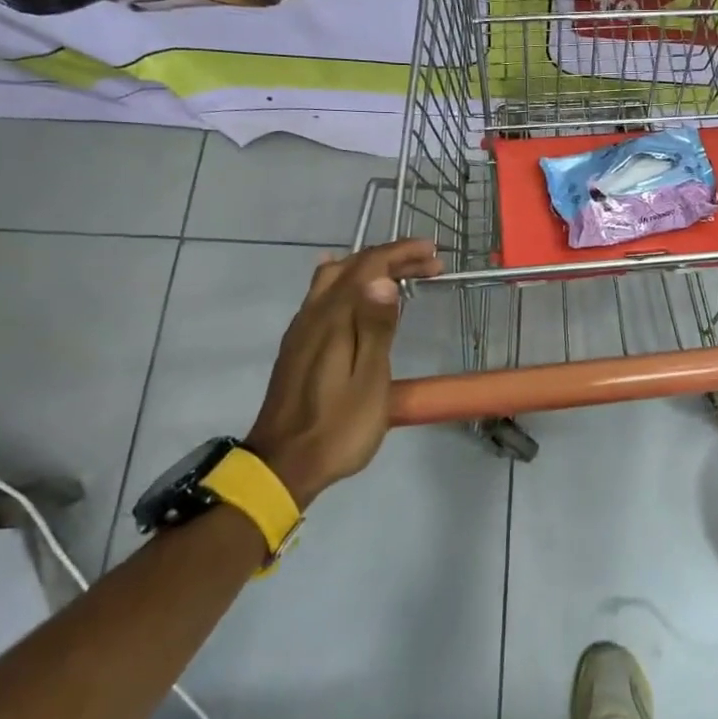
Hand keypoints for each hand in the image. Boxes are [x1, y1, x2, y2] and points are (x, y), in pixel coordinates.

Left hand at [243, 238, 442, 507]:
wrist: (283, 465)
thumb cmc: (338, 427)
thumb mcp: (369, 380)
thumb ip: (375, 327)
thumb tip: (383, 279)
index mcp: (333, 319)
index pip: (368, 266)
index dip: (401, 253)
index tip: (434, 253)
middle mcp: (313, 314)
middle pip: (351, 266)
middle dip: (391, 257)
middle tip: (429, 265)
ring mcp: (302, 329)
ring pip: (333, 278)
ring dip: (369, 268)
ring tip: (400, 276)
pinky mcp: (298, 346)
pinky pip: (323, 295)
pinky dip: (350, 283)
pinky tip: (356, 294)